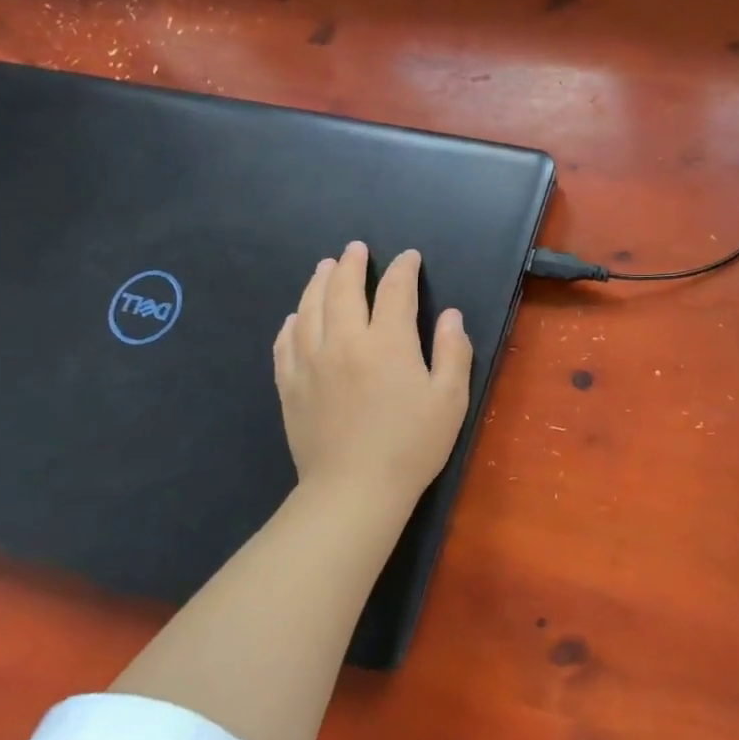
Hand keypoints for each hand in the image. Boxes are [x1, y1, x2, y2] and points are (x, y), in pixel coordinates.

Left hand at [274, 242, 473, 503]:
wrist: (354, 489)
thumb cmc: (412, 445)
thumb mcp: (451, 400)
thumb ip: (453, 352)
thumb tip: (450, 315)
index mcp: (387, 342)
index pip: (394, 291)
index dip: (403, 269)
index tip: (409, 258)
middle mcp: (344, 341)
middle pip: (342, 289)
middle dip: (351, 264)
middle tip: (356, 249)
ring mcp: (310, 362)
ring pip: (309, 308)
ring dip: (318, 282)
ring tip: (324, 267)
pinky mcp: (290, 385)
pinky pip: (285, 341)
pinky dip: (292, 321)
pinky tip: (296, 316)